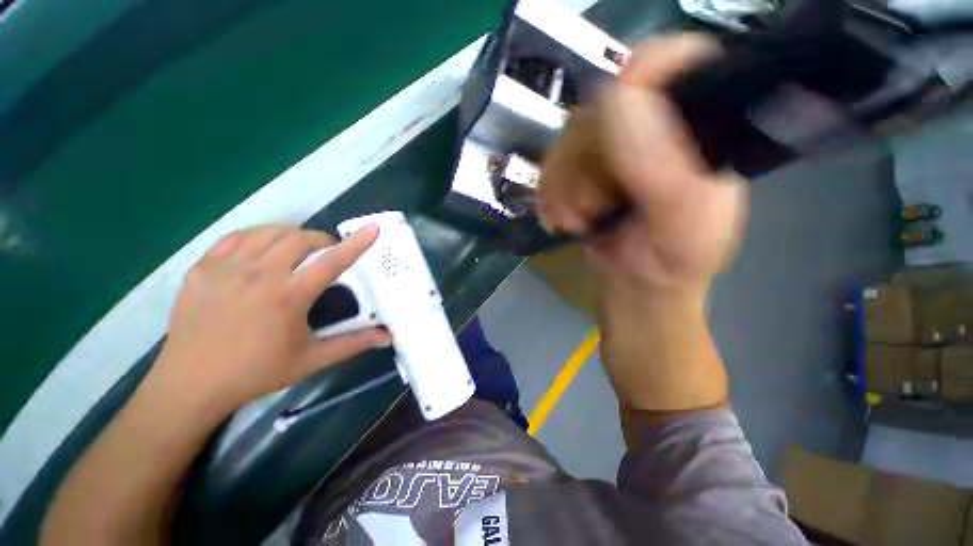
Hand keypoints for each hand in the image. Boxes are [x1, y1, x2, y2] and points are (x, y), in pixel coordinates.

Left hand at [152, 225, 392, 413]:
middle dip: (321, 239)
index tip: (373, 228)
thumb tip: (388, 336)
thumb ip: (353, 343)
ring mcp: (226, 269)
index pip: (332, 262)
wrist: (190, 384)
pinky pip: (236, 238)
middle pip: (299, 238)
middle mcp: (258, 275)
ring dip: (292, 235)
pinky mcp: (202, 269)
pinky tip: (263, 249)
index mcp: (288, 297)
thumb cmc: (256, 373)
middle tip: (327, 252)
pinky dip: (258, 237)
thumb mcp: (311, 359)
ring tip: (299, 249)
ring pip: (268, 232)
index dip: (356, 244)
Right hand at [538, 34, 747, 289]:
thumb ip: (664, 168)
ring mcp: (617, 139)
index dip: (640, 80)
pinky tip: (565, 218)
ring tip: (581, 221)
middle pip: (604, 103)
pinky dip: (550, 194)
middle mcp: (661, 120)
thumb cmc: (673, 258)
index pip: (677, 62)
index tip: (614, 138)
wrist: (637, 281)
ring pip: (570, 136)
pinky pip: (551, 161)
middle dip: (587, 164)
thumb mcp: (683, 223)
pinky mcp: (586, 161)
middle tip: (595, 208)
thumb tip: (622, 95)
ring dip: (565, 187)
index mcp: (705, 122)